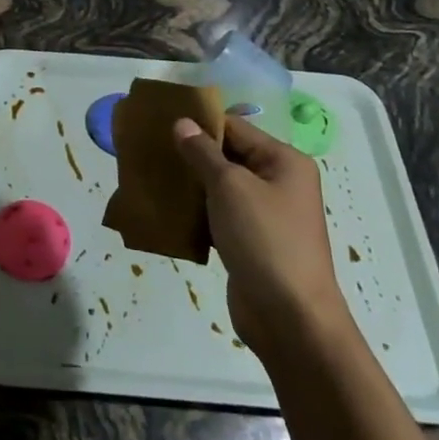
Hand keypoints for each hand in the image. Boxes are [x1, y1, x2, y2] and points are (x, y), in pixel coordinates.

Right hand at [173, 115, 347, 352]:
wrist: (289, 316)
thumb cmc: (264, 239)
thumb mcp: (229, 187)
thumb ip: (202, 153)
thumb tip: (182, 123)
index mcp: (284, 162)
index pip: (236, 128)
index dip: (199, 123)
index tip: (159, 122)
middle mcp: (279, 183)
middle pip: (228, 156)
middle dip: (191, 154)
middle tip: (149, 150)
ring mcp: (265, 215)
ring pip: (220, 188)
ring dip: (190, 185)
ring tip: (151, 178)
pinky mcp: (250, 242)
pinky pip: (218, 216)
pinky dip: (195, 212)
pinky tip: (166, 211)